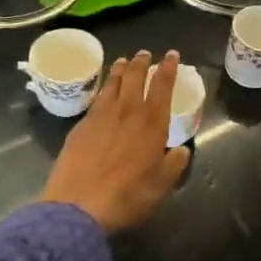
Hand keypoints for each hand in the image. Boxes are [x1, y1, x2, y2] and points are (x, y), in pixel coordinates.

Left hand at [41, 50, 190, 233]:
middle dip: (142, 62)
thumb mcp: (161, 185)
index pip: (163, 85)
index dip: (169, 68)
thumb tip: (181, 151)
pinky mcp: (80, 126)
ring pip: (113, 83)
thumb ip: (174, 164)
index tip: (172, 55)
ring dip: (120, 69)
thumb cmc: (128, 196)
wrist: (78, 206)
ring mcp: (100, 116)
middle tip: (145, 53)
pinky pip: (96, 99)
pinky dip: (104, 89)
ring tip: (124, 61)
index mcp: (152, 123)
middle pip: (135, 77)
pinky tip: (104, 92)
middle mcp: (127, 111)